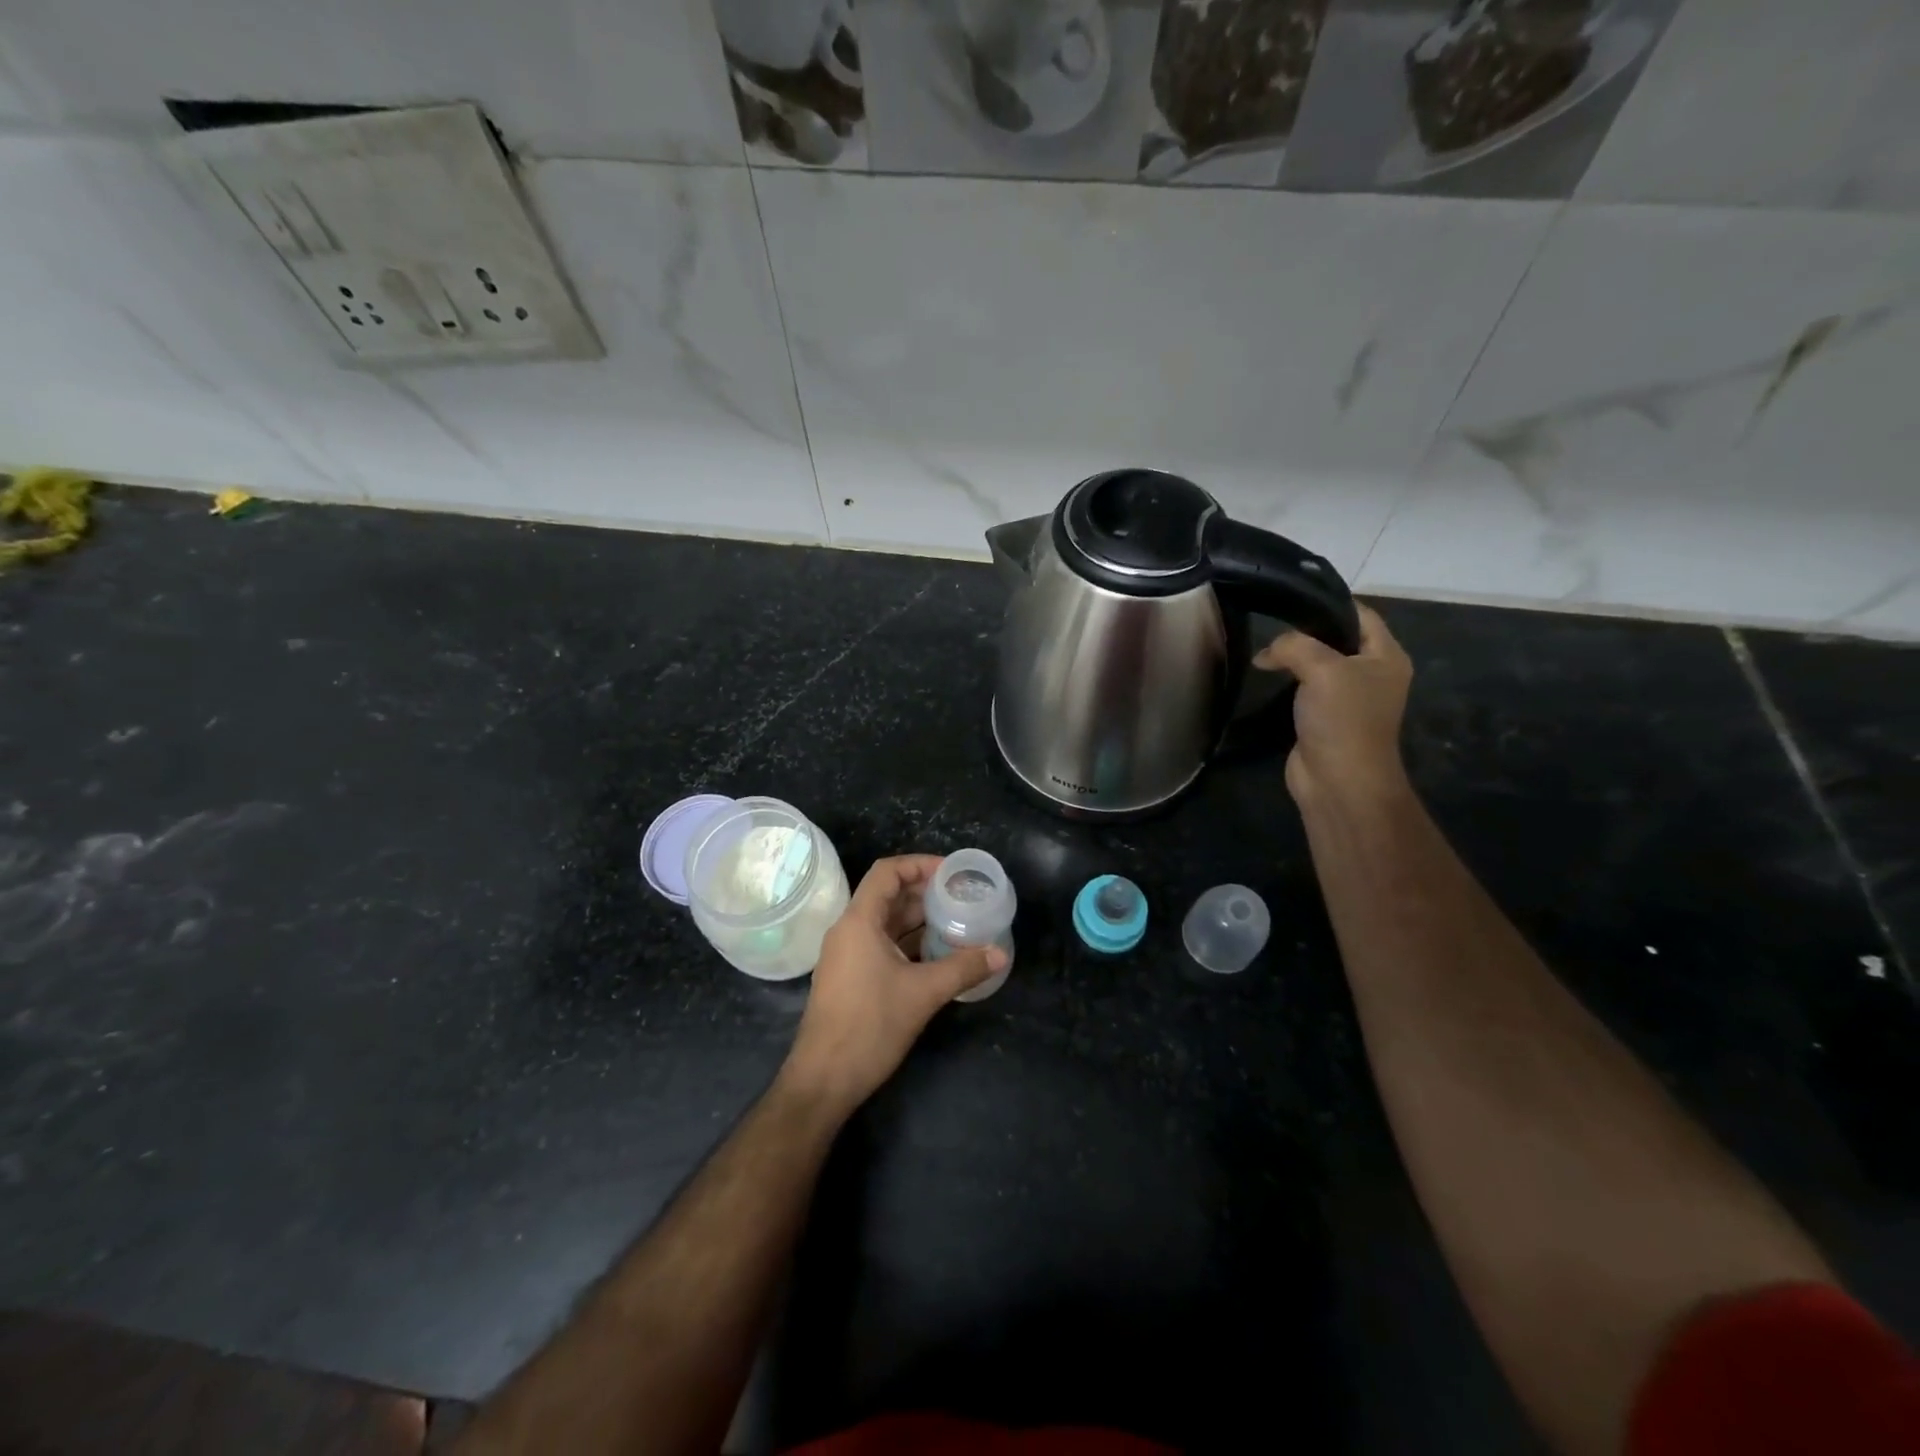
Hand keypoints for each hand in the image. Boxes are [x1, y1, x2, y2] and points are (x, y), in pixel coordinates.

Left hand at [780, 854, 1004, 1117]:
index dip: (920, 864)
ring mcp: (847, 955)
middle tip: (962, 897)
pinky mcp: (850, 977)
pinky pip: (881, 945)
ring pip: (886, 923)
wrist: (824, 1079)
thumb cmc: (870, 1026)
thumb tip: (999, 953)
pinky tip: (937, 954)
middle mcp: (849, 930)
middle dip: (925, 893)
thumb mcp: (923, 994)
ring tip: (956, 922)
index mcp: (859, 921)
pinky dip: (908, 942)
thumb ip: (963, 968)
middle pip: (888, 895)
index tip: (952, 872)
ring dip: (919, 920)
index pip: (887, 872)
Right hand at [1254, 602, 1412, 806]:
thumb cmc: (1342, 720)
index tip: (1292, 597)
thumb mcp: (1322, 668)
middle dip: (1305, 631)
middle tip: (1271, 623)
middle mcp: (1371, 674)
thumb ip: (1295, 646)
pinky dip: (1287, 680)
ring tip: (1264, 649)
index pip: (1361, 614)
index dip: (1329, 603)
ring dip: (1293, 657)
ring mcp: (1348, 698)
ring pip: (1318, 664)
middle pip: (1337, 638)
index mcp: (1386, 656)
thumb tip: (1268, 652)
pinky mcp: (1324, 718)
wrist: (1338, 781)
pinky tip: (1266, 675)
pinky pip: (1305, 688)